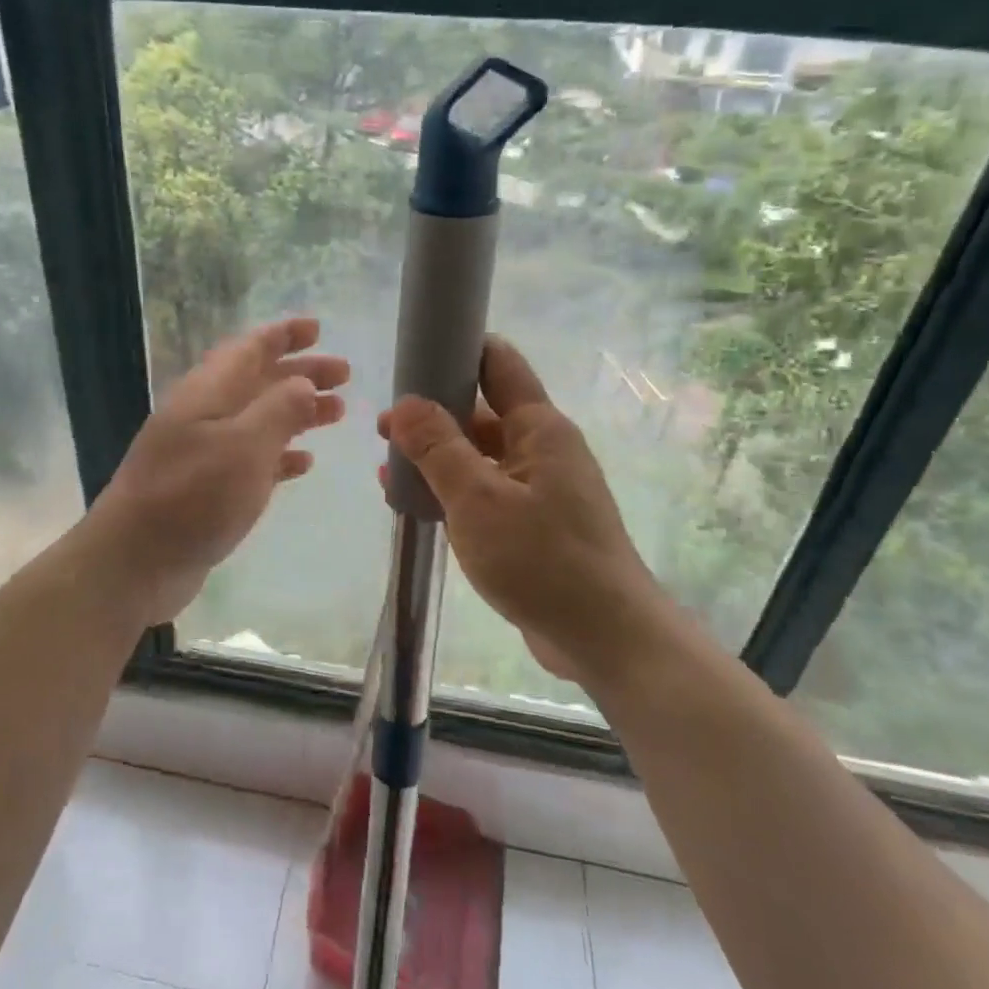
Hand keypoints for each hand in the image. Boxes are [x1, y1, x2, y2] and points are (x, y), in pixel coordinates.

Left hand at [87, 317, 347, 625]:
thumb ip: (278, 410)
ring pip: (258, 419)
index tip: (318, 328)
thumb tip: (303, 382)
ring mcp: (203, 452)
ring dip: (296, 412)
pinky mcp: (207, 489)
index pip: (249, 349)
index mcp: (207, 393)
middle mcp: (204, 415)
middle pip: (258, 381)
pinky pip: (251, 459)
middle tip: (344, 374)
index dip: (283, 335)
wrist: (135, 562)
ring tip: (337, 413)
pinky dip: (280, 454)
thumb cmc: (192, 497)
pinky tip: (304, 462)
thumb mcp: (243, 447)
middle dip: (300, 373)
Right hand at [380, 335, 668, 683]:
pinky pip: (486, 492)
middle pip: (483, 412)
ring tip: (389, 465)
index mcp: (539, 428)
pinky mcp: (535, 524)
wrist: (605, 638)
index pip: (498, 365)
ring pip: (481, 456)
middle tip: (383, 427)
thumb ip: (438, 447)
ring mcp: (541, 488)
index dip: (458, 350)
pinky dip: (453, 491)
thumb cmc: (541, 559)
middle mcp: (543, 449)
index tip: (413, 354)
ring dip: (438, 457)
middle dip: (434, 413)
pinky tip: (415, 504)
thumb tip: (405, 402)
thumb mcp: (477, 499)